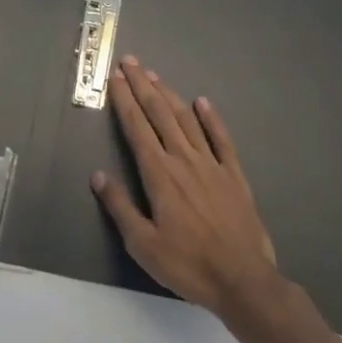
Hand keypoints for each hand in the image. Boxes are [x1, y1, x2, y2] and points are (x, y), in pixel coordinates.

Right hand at [91, 56, 280, 321]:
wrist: (243, 280)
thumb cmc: (188, 265)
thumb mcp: (143, 245)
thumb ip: (120, 207)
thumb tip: (98, 175)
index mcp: (160, 174)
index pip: (137, 128)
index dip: (124, 100)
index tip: (115, 77)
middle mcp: (184, 159)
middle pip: (160, 114)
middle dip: (143, 86)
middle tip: (130, 62)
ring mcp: (212, 164)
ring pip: (186, 120)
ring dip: (169, 95)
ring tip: (155, 76)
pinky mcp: (234, 174)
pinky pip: (221, 139)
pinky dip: (211, 118)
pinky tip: (203, 102)